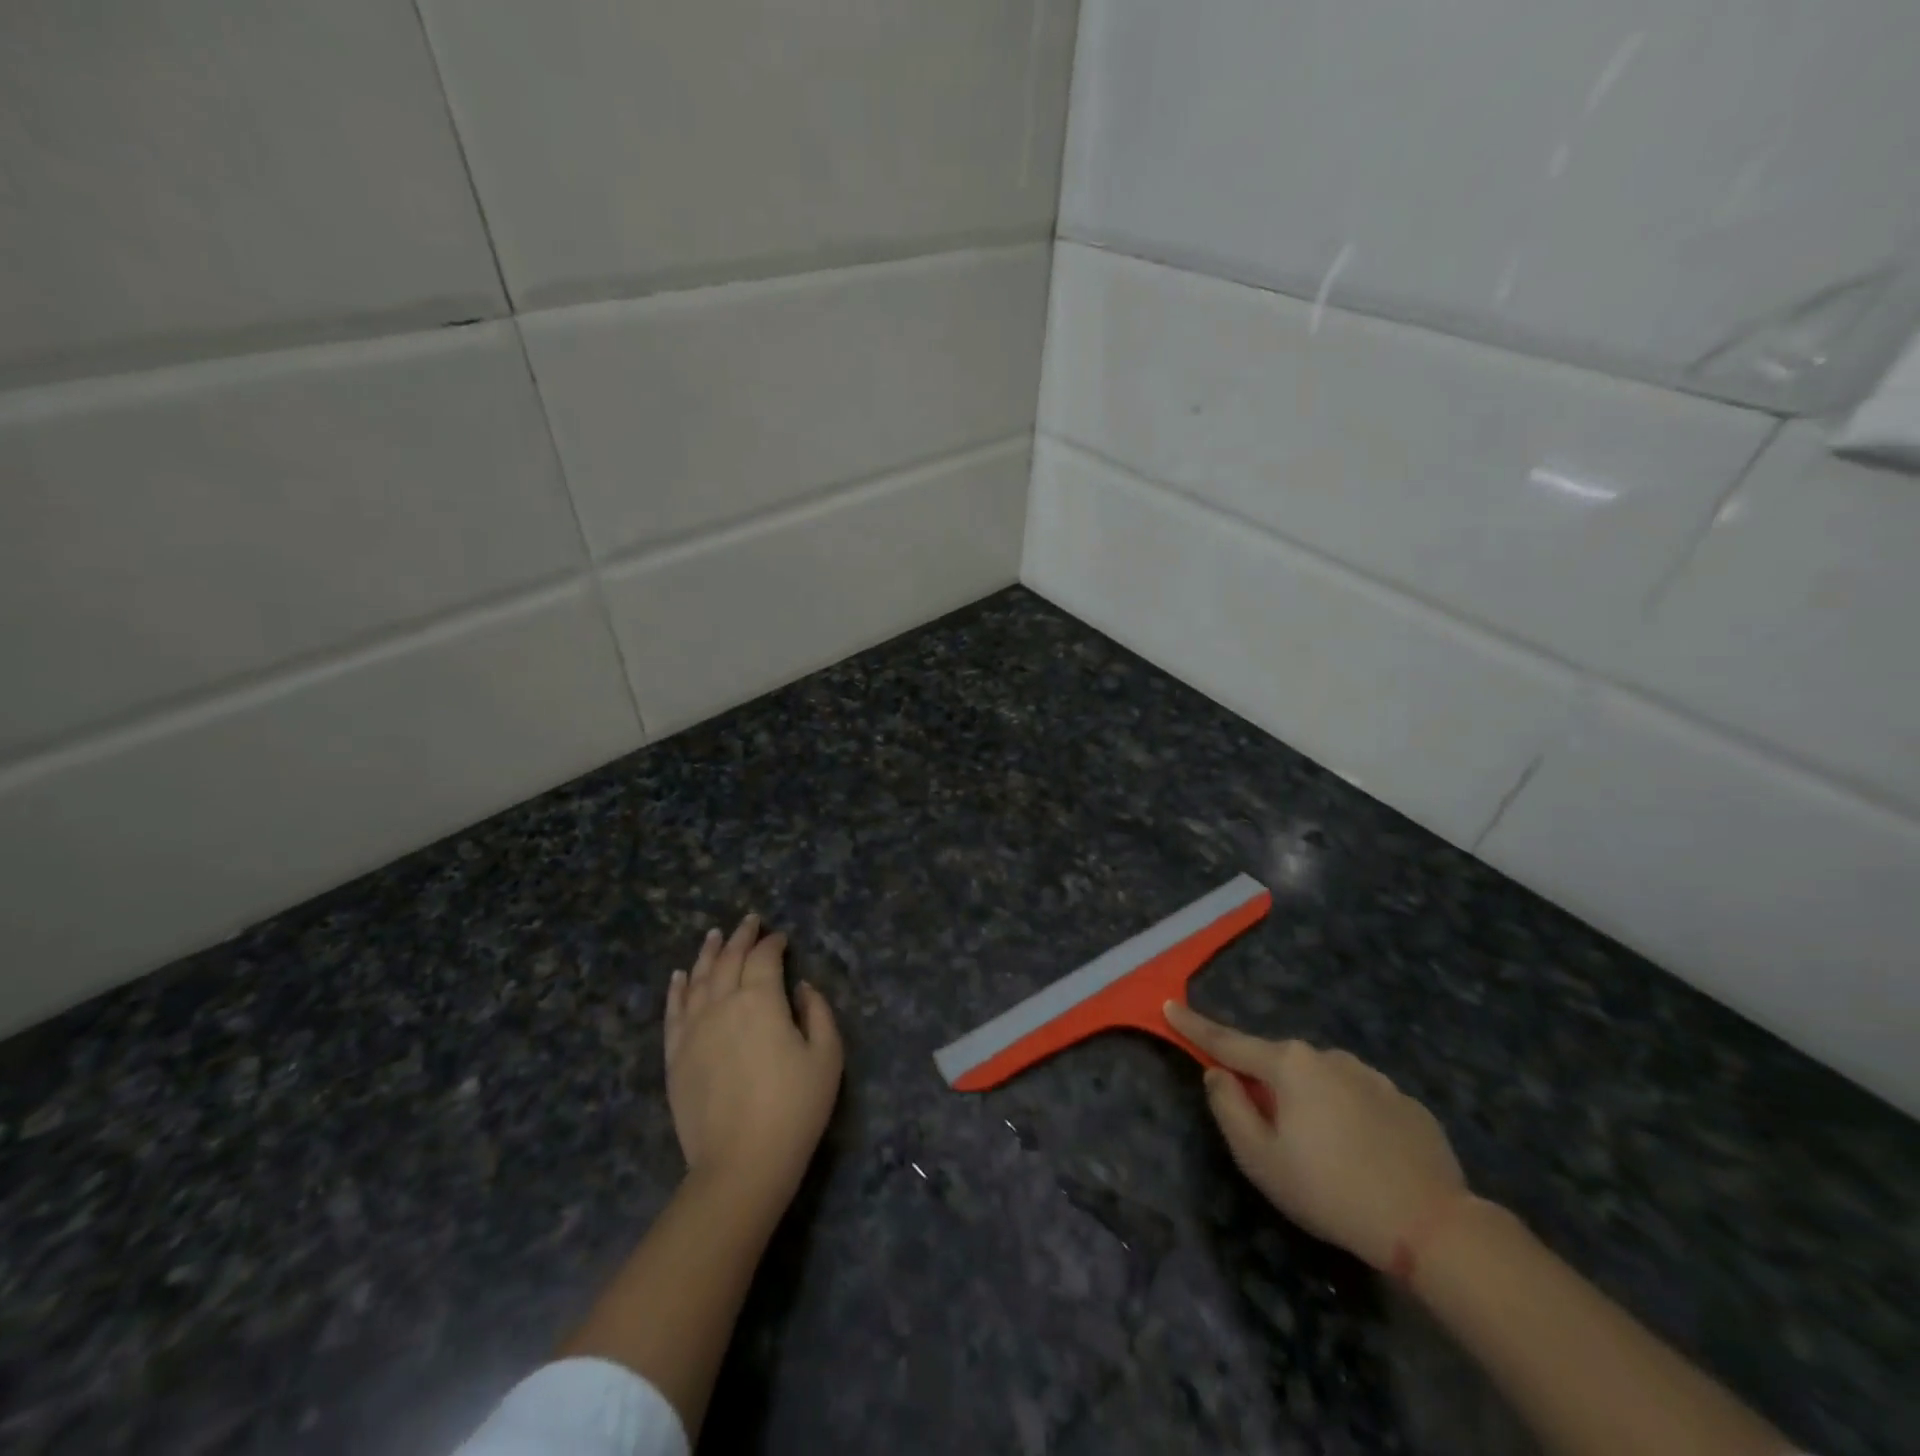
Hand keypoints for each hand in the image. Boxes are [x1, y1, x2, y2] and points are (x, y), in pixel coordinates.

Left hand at [665, 915, 842, 1209]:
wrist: (741, 1164)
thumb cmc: (794, 1109)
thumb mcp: (827, 1057)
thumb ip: (818, 1012)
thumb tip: (800, 987)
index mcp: (761, 1001)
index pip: (764, 958)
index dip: (773, 943)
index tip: (781, 937)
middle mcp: (722, 1004)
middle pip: (729, 959)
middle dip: (742, 937)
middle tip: (750, 921)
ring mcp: (693, 1029)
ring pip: (698, 978)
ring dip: (709, 952)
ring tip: (715, 934)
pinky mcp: (675, 1056)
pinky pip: (673, 1011)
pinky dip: (677, 988)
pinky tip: (680, 975)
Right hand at [1165, 1002, 1465, 1270]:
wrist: (1431, 1225)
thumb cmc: (1330, 1190)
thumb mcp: (1260, 1159)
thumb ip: (1228, 1108)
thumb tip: (1218, 1074)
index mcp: (1288, 1064)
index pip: (1228, 1041)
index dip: (1195, 1026)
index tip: (1169, 1005)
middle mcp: (1327, 1056)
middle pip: (1278, 1064)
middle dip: (1265, 1085)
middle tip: (1271, 1135)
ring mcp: (1371, 1075)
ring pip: (1320, 1081)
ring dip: (1308, 1103)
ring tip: (1324, 1156)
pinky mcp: (1403, 1101)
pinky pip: (1357, 1099)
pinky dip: (1347, 1118)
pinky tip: (1362, 1158)